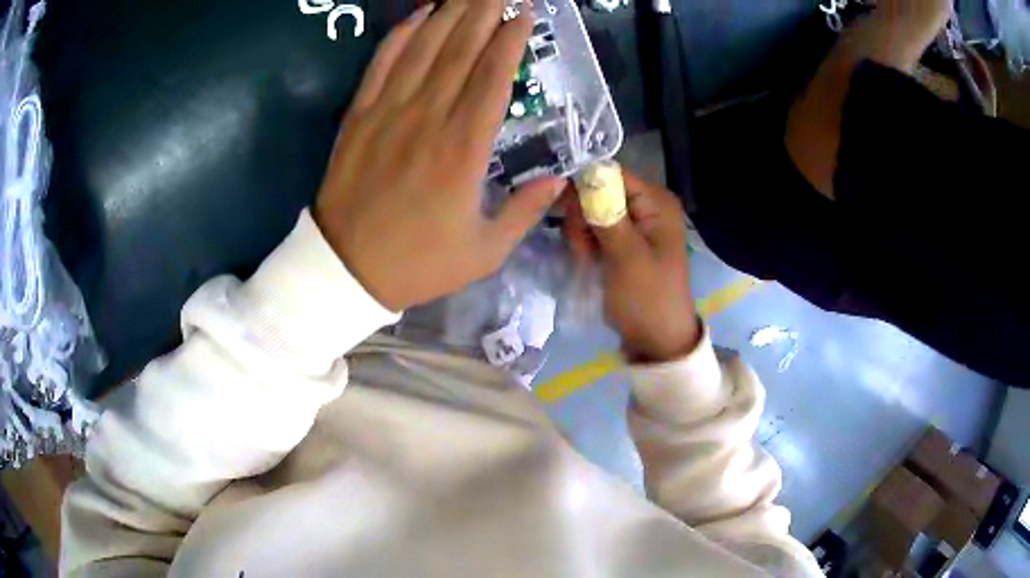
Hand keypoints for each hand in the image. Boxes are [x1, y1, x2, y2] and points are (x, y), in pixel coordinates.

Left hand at [313, 1, 564, 311]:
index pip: (494, 76)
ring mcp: (388, 112)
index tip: (524, 13)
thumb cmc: (419, 263)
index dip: (511, 39)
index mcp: (464, 149)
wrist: (346, 269)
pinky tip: (420, 14)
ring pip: (424, 48)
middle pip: (461, 49)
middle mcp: (428, 118)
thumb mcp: (485, 251)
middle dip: (486, 11)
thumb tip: (560, 180)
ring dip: (451, 13)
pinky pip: (382, 63)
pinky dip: (401, 34)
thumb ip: (526, 211)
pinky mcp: (359, 115)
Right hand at [563, 170, 700, 362]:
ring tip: (585, 258)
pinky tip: (587, 259)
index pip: (611, 174)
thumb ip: (606, 214)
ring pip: (592, 210)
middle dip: (582, 216)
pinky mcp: (623, 239)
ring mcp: (635, 223)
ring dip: (581, 232)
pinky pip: (595, 227)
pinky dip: (586, 241)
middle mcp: (647, 205)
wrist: (656, 340)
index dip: (584, 187)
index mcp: (656, 202)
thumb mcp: (627, 257)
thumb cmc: (647, 299)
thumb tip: (584, 174)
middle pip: (598, 190)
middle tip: (582, 247)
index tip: (565, 213)